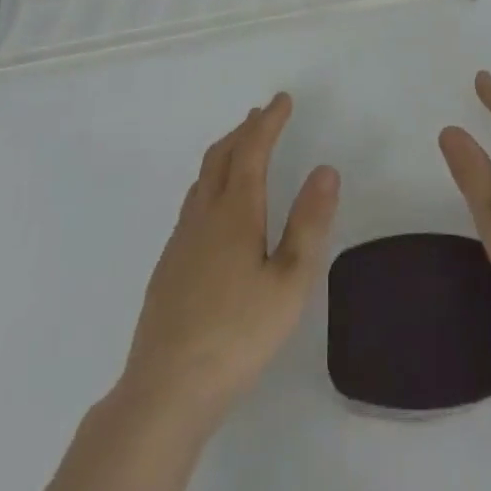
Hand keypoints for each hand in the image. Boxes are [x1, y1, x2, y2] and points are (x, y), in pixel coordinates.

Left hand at [119, 93, 340, 426]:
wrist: (165, 391)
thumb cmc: (237, 335)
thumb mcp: (289, 283)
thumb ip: (309, 224)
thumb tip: (325, 169)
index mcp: (235, 212)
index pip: (252, 149)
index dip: (268, 121)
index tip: (282, 100)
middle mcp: (204, 215)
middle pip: (220, 155)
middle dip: (244, 129)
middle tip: (262, 115)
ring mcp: (181, 240)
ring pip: (202, 178)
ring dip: (225, 153)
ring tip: (241, 150)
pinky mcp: (168, 267)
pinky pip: (192, 203)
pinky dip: (210, 182)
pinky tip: (216, 209)